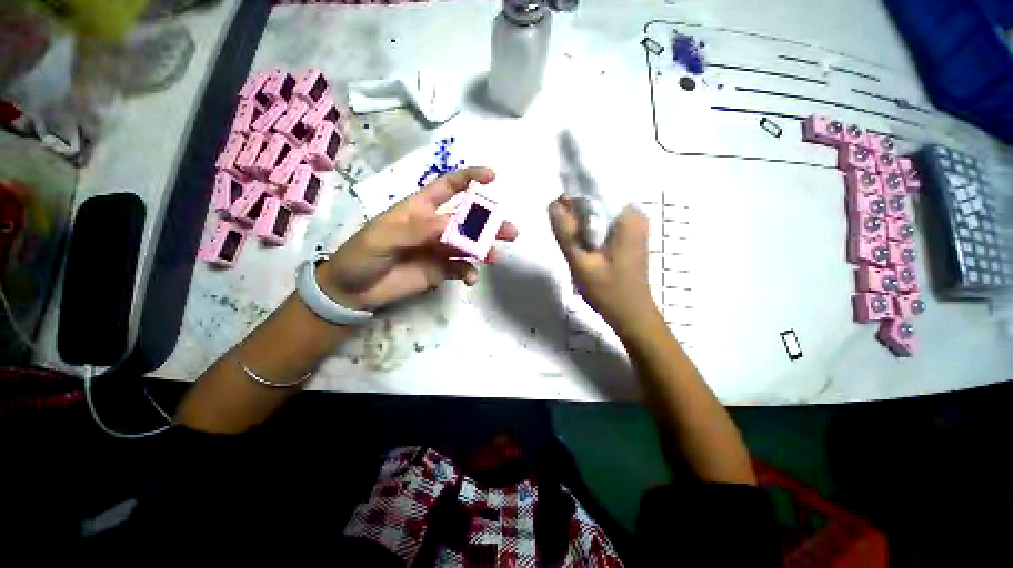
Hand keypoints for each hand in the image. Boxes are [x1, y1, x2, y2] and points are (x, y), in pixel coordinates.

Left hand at [319, 167, 518, 311]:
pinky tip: (471, 279)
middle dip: (490, 222)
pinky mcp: (442, 271)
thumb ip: (418, 230)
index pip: (448, 187)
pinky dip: (470, 272)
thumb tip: (453, 226)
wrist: (353, 291)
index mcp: (420, 209)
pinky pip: (462, 268)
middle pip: (468, 219)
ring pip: (470, 245)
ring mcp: (440, 249)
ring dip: (486, 249)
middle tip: (510, 230)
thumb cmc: (363, 255)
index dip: (470, 178)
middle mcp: (435, 227)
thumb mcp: (383, 237)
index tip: (492, 176)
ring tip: (496, 257)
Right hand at [548, 196, 658, 334]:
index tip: (558, 215)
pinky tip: (584, 247)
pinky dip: (590, 230)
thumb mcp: (580, 261)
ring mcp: (634, 225)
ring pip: (600, 212)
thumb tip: (553, 203)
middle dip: (577, 212)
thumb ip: (566, 231)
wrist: (632, 314)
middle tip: (565, 236)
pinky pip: (605, 222)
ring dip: (582, 223)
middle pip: (598, 199)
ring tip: (573, 244)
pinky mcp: (630, 235)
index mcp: (627, 216)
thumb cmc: (607, 291)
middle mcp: (634, 214)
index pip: (596, 188)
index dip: (573, 197)